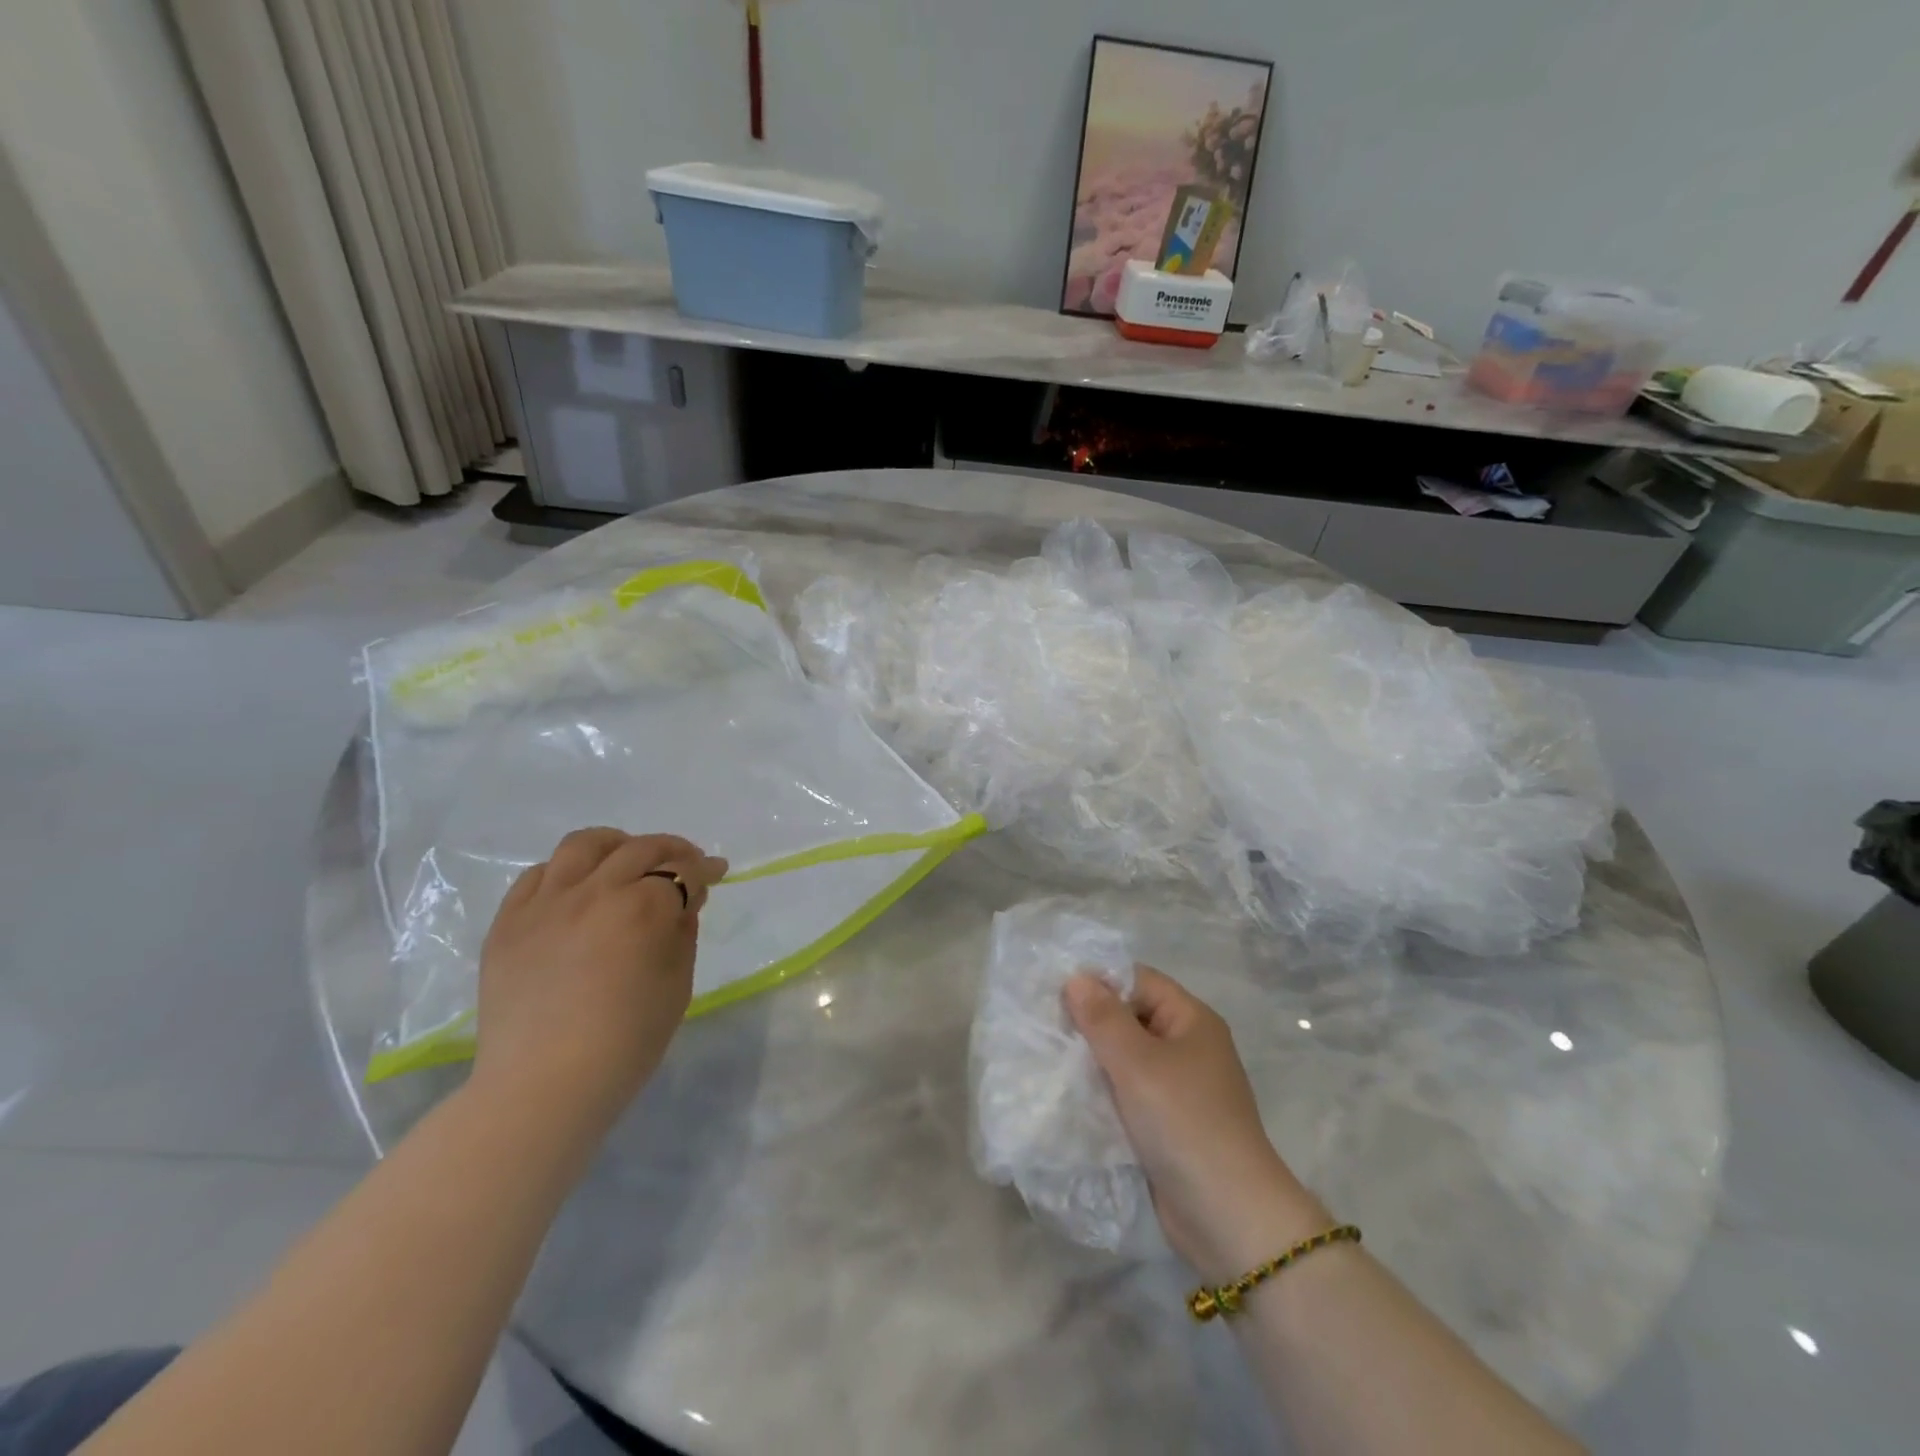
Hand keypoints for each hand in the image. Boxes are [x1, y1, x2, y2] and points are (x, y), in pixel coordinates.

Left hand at [470, 828, 727, 1145]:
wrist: (543, 1087)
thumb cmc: (626, 1042)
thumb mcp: (677, 983)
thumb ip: (682, 931)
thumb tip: (682, 899)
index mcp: (642, 908)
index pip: (682, 870)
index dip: (704, 869)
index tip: (716, 872)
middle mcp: (594, 891)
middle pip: (640, 848)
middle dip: (671, 851)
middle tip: (684, 865)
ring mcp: (546, 903)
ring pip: (584, 845)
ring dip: (616, 845)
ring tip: (625, 860)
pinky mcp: (509, 922)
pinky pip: (538, 875)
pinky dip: (566, 872)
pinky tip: (577, 890)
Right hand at [1066, 967, 1328, 1280]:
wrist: (1228, 1218)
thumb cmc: (1185, 1122)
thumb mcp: (1138, 1063)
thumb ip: (1104, 1018)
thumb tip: (1076, 978)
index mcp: (1191, 1020)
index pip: (1138, 981)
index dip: (1098, 981)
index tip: (1053, 991)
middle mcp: (1186, 1047)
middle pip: (1130, 1017)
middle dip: (1089, 1021)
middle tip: (1043, 1024)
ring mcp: (1177, 1087)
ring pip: (1124, 1057)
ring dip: (1091, 1059)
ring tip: (1046, 1056)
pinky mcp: (1165, 1123)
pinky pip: (1126, 1092)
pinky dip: (1101, 1090)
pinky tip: (1067, 1092)